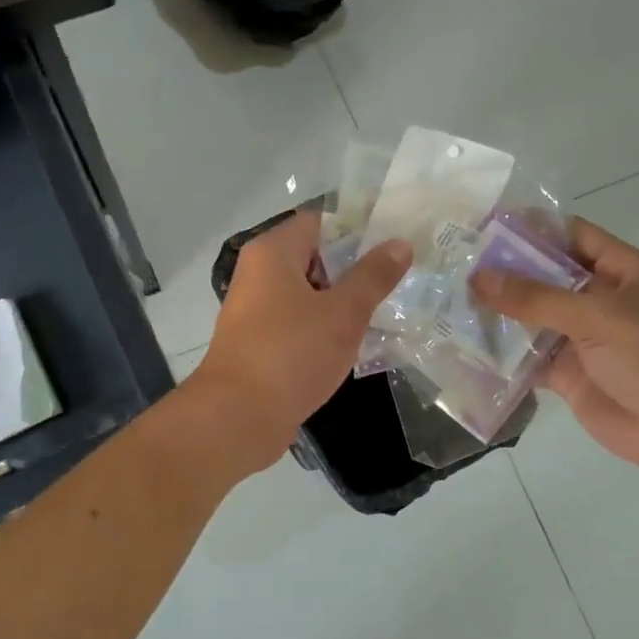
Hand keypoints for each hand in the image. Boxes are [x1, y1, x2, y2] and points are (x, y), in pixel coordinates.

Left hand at [190, 210, 412, 470]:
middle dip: (356, 268)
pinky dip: (325, 326)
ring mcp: (257, 309)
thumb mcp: (343, 313)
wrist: (239, 417)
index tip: (395, 243)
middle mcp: (259, 272)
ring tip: (387, 309)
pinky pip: (299, 321)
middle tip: (399, 279)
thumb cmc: (292, 353)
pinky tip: (357, 341)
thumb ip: (373, 276)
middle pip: (315, 256)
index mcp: (273, 252)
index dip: (359, 229)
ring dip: (343, 301)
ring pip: (309, 292)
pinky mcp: (260, 341)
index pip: (321, 221)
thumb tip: (399, 243)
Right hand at [472, 218, 638, 479]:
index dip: (532, 229)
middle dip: (505, 272)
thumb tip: (478, 277)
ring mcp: (582, 338)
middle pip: (546, 276)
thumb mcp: (598, 315)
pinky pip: (529, 357)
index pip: (572, 236)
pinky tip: (466, 345)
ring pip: (533, 317)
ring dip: (499, 312)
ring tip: (449, 300)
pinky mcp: (568, 373)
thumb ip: (536, 297)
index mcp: (621, 271)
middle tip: (455, 264)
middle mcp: (600, 299)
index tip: (485, 227)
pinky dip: (502, 354)